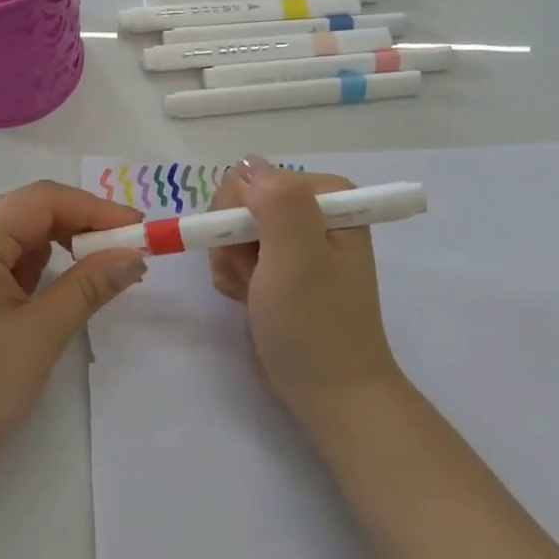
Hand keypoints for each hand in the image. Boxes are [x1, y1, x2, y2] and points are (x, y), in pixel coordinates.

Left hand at [0, 182, 147, 479]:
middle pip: (26, 212)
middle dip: (77, 229)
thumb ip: (90, 284)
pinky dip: (26, 268)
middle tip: (122, 255)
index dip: (97, 209)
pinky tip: (41, 297)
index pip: (44, 199)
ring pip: (12, 234)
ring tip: (87, 280)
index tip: (139, 230)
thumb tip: (134, 255)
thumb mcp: (41, 334)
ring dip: (52, 250)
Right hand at [208, 158, 404, 431]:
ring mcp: (292, 238)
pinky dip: (232, 278)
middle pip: (238, 200)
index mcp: (327, 196)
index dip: (241, 214)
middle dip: (233, 240)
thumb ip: (277, 202)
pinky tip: (249, 300)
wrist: (329, 393)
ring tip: (253, 294)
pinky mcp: (275, 265)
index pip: (253, 177)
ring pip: (229, 227)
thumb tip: (247, 166)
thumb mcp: (299, 258)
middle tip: (253, 276)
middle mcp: (310, 209)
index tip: (254, 253)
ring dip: (231, 263)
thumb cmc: (316, 325)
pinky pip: (233, 252)